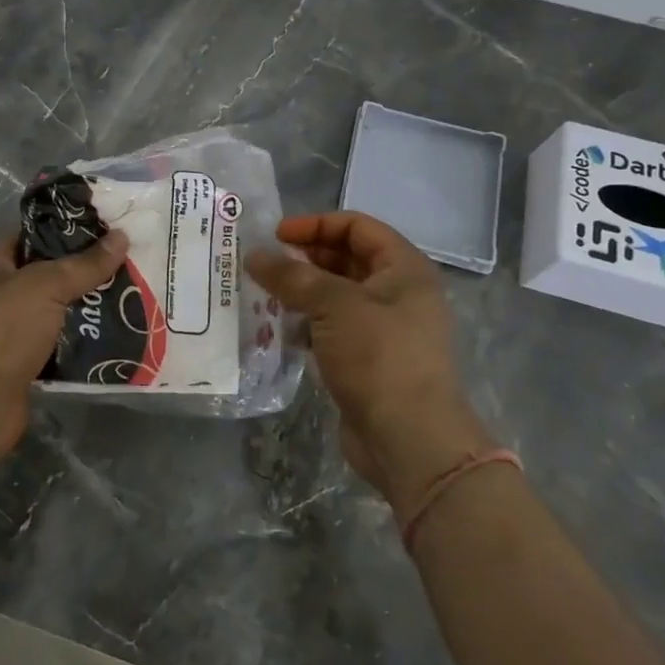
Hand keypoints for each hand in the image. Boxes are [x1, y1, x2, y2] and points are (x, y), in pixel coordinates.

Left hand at [0, 231, 128, 461]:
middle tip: (131, 266)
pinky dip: (80, 345)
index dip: (69, 233)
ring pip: (55, 314)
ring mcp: (6, 334)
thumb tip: (122, 237)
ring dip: (87, 312)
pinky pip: (57, 348)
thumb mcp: (45, 286)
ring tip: (133, 300)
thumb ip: (84, 264)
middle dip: (85, 274)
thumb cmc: (1, 330)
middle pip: (47, 277)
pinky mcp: (20, 368)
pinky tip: (116, 338)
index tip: (110, 232)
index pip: (32, 237)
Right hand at [247, 212, 493, 512]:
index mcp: (404, 268)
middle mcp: (399, 293)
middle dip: (306, 258)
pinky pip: (333, 328)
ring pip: (337, 296)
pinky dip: (308, 324)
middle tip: (266, 265)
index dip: (316, 225)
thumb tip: (254, 255)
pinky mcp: (368, 360)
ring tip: (265, 295)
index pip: (357, 226)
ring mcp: (385, 329)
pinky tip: (281, 330)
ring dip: (303, 292)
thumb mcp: (333, 305)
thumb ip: (291, 276)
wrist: (409, 439)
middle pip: (347, 259)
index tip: (276, 235)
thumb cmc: (379, 356)